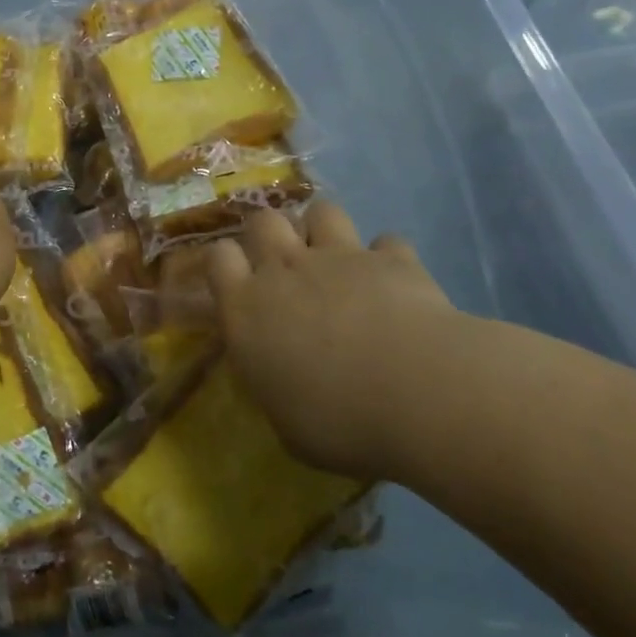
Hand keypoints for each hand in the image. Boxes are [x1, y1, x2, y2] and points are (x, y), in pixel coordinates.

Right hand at [206, 201, 465, 480]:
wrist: (416, 393)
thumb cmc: (337, 422)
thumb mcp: (287, 424)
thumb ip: (276, 385)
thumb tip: (282, 379)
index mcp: (246, 308)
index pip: (219, 258)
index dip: (227, 263)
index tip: (239, 282)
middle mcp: (285, 270)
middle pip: (264, 221)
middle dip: (271, 234)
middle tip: (286, 265)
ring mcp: (339, 257)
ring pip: (321, 212)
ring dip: (324, 230)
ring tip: (337, 259)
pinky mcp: (391, 258)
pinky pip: (386, 242)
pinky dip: (387, 258)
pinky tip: (394, 281)